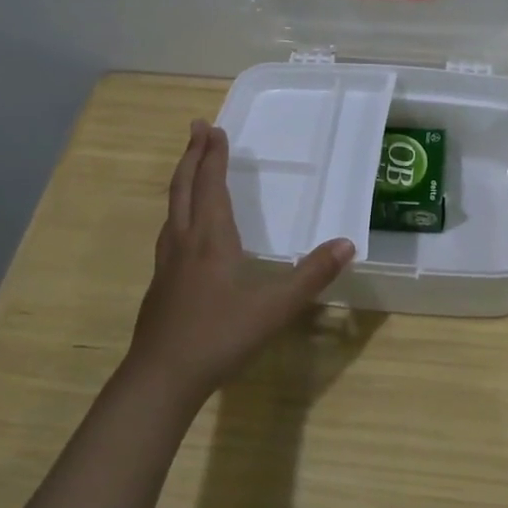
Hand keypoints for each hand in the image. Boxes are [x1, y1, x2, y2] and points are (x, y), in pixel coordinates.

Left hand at [128, 121, 355, 404]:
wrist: (161, 378)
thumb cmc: (220, 336)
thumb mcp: (275, 307)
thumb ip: (312, 275)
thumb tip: (347, 243)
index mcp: (210, 238)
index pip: (211, 185)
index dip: (213, 155)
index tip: (214, 128)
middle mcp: (184, 241)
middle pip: (184, 187)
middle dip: (192, 155)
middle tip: (197, 128)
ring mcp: (166, 263)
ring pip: (172, 208)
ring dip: (183, 179)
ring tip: (191, 167)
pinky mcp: (160, 283)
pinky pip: (169, 230)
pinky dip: (178, 210)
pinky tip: (183, 229)